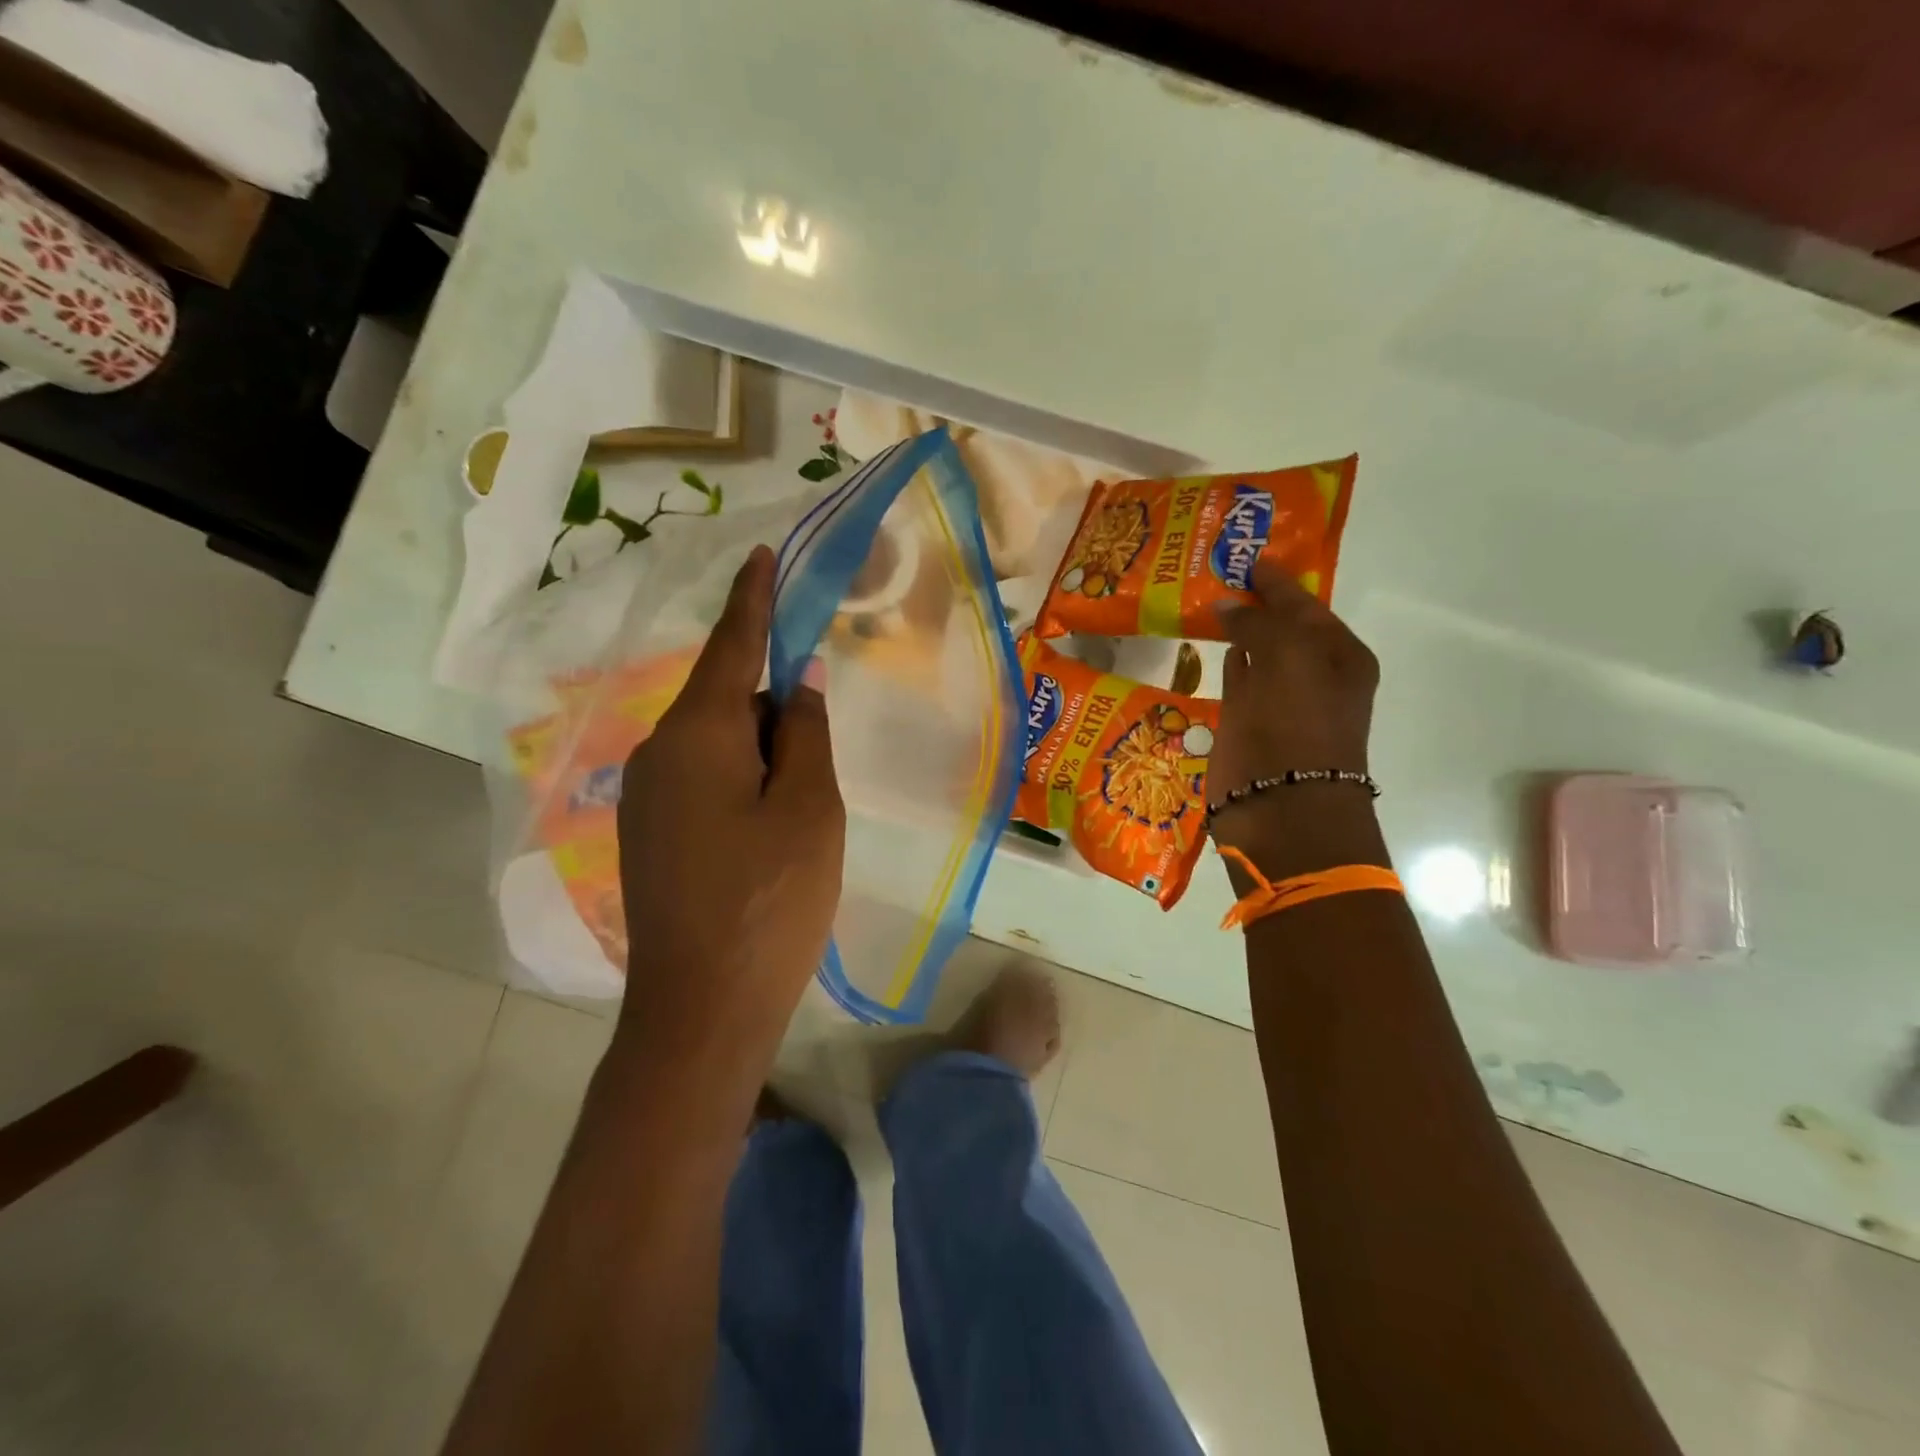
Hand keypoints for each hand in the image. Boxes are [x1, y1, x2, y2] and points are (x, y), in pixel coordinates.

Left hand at [614, 545, 845, 1076]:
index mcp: (698, 735)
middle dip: (774, 709)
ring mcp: (645, 797)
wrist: (701, 1009)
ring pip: (716, 744)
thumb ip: (804, 733)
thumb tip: (793, 681)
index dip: (751, 599)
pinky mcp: (648, 834)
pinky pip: (702, 780)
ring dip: (762, 754)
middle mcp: (658, 753)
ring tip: (799, 811)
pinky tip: (768, 836)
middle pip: (726, 699)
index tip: (759, 555)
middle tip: (819, 760)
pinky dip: (742, 783)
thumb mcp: (809, 808)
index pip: (731, 646)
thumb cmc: (770, 901)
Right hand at [1212, 558, 1382, 877]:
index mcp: (1340, 657)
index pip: (1306, 606)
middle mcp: (1312, 675)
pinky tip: (1212, 642)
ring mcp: (1278, 700)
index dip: (1279, 582)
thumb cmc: (1298, 726)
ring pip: (1257, 651)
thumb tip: (1226, 605)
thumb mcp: (1288, 658)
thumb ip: (1258, 624)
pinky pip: (1236, 678)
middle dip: (1259, 601)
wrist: (1283, 807)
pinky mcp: (1247, 722)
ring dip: (1239, 628)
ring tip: (1210, 598)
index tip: (1250, 558)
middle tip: (1224, 571)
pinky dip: (1226, 659)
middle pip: (1283, 627)